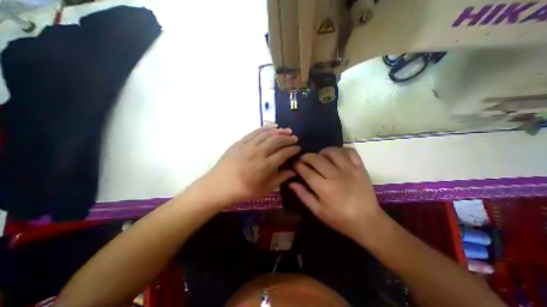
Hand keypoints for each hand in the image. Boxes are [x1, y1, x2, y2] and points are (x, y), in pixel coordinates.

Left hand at [196, 125, 298, 205]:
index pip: (284, 153)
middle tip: (295, 138)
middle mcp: (258, 153)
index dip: (293, 149)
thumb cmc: (242, 191)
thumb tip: (293, 171)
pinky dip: (265, 128)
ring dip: (279, 131)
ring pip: (267, 134)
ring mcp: (248, 145)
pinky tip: (272, 127)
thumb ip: (280, 179)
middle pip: (277, 140)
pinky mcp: (240, 142)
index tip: (298, 148)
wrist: (218, 186)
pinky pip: (255, 132)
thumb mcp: (264, 189)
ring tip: (287, 130)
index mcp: (265, 166)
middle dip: (288, 138)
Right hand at [288, 147, 380, 240]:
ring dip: (322, 151)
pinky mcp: (360, 168)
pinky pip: (349, 151)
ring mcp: (350, 170)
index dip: (297, 165)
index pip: (306, 171)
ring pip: (332, 152)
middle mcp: (335, 175)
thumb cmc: (340, 219)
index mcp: (324, 188)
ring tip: (319, 156)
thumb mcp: (318, 211)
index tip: (294, 164)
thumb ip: (303, 195)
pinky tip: (336, 155)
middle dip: (306, 156)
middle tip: (304, 159)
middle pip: (316, 158)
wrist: (368, 221)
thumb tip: (291, 183)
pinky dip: (341, 150)